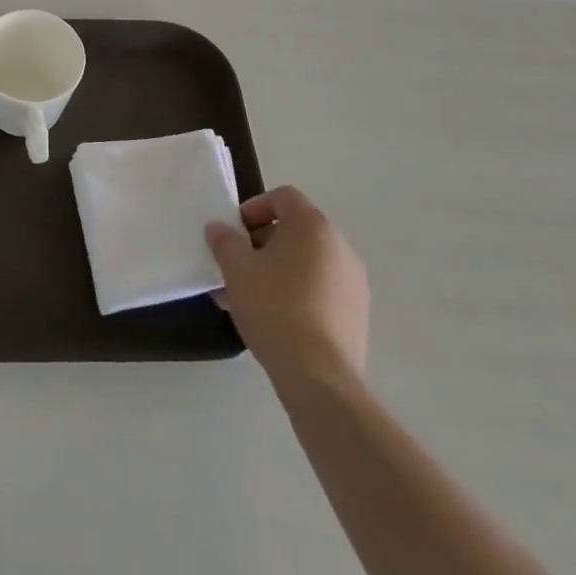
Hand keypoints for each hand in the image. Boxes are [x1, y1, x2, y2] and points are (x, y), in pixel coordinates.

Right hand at [207, 186, 369, 395]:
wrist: (319, 377)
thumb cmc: (275, 308)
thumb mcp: (236, 269)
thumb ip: (224, 241)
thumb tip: (218, 228)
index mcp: (313, 226)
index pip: (283, 197)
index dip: (254, 208)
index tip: (234, 233)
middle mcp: (340, 247)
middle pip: (294, 230)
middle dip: (260, 244)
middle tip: (235, 267)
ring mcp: (353, 282)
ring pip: (305, 263)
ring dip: (275, 270)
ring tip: (246, 298)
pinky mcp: (356, 314)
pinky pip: (319, 289)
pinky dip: (295, 293)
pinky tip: (272, 319)